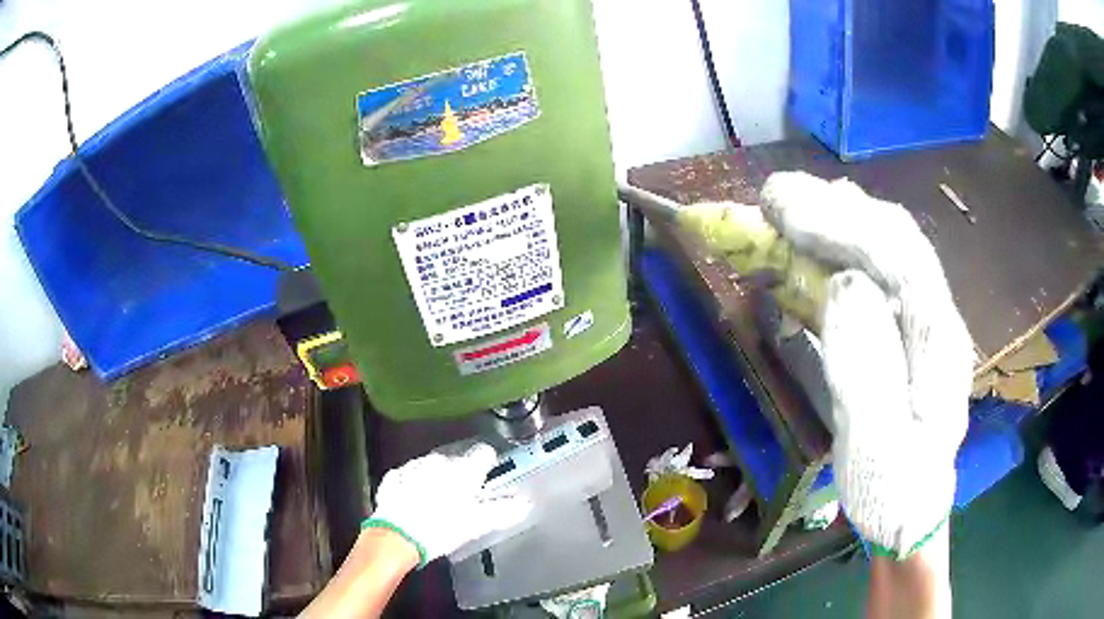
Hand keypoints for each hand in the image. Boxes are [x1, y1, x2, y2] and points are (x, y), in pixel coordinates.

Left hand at [363, 443, 530, 566]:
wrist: (398, 535)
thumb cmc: (443, 528)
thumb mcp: (479, 524)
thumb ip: (505, 511)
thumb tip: (525, 502)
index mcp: (464, 468)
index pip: (485, 452)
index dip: (489, 466)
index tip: (487, 481)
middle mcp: (439, 460)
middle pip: (457, 461)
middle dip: (461, 476)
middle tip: (463, 500)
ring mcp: (413, 466)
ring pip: (432, 468)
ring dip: (437, 479)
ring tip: (437, 504)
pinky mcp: (394, 477)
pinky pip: (409, 476)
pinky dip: (414, 486)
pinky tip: (414, 503)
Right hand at [761, 172, 973, 557]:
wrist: (909, 511)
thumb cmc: (893, 490)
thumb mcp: (878, 448)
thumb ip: (867, 369)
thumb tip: (844, 286)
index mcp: (937, 340)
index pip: (898, 252)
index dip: (839, 220)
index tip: (779, 206)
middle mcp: (935, 314)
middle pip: (891, 236)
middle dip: (831, 208)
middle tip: (771, 199)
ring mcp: (919, 319)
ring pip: (881, 248)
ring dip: (830, 222)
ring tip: (782, 212)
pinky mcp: (899, 329)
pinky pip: (869, 274)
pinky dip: (832, 253)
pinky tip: (804, 251)